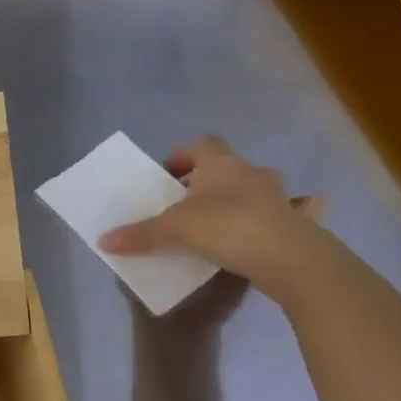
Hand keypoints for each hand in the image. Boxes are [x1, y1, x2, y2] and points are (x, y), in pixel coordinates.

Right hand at [99, 135, 327, 299]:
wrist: (289, 256)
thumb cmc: (226, 226)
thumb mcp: (173, 229)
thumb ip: (140, 234)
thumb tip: (103, 241)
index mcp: (220, 163)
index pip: (201, 144)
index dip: (182, 156)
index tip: (167, 176)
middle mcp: (252, 172)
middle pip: (228, 166)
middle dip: (209, 180)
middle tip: (189, 203)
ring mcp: (279, 196)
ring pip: (258, 188)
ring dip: (242, 198)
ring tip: (224, 221)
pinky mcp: (297, 222)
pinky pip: (288, 213)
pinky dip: (280, 219)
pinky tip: (271, 233)